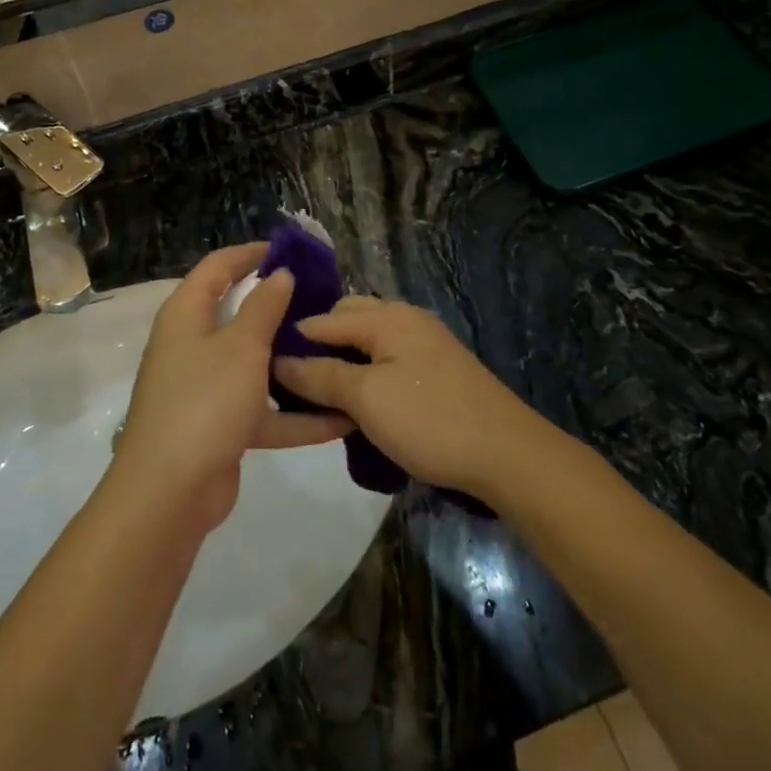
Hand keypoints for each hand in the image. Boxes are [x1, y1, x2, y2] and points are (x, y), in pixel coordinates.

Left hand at [112, 245, 351, 532]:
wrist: (169, 493)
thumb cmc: (204, 402)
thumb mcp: (242, 347)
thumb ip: (264, 307)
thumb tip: (280, 274)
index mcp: (187, 315)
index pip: (218, 267)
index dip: (251, 253)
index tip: (290, 250)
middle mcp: (193, 345)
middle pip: (238, 314)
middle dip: (280, 308)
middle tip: (323, 301)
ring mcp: (206, 388)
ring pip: (255, 364)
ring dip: (292, 363)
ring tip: (336, 352)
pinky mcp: (220, 426)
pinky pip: (262, 409)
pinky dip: (294, 414)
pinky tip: (339, 418)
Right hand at [274, 297, 540, 500]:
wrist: (507, 454)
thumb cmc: (429, 420)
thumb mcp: (366, 398)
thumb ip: (321, 375)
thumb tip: (280, 360)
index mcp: (387, 317)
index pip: (324, 318)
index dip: (293, 339)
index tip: (262, 365)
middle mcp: (407, 319)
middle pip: (350, 320)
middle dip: (320, 343)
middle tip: (292, 378)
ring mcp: (427, 344)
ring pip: (371, 341)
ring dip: (345, 360)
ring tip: (321, 392)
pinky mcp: (439, 370)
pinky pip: (390, 359)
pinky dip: (368, 372)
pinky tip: (360, 400)